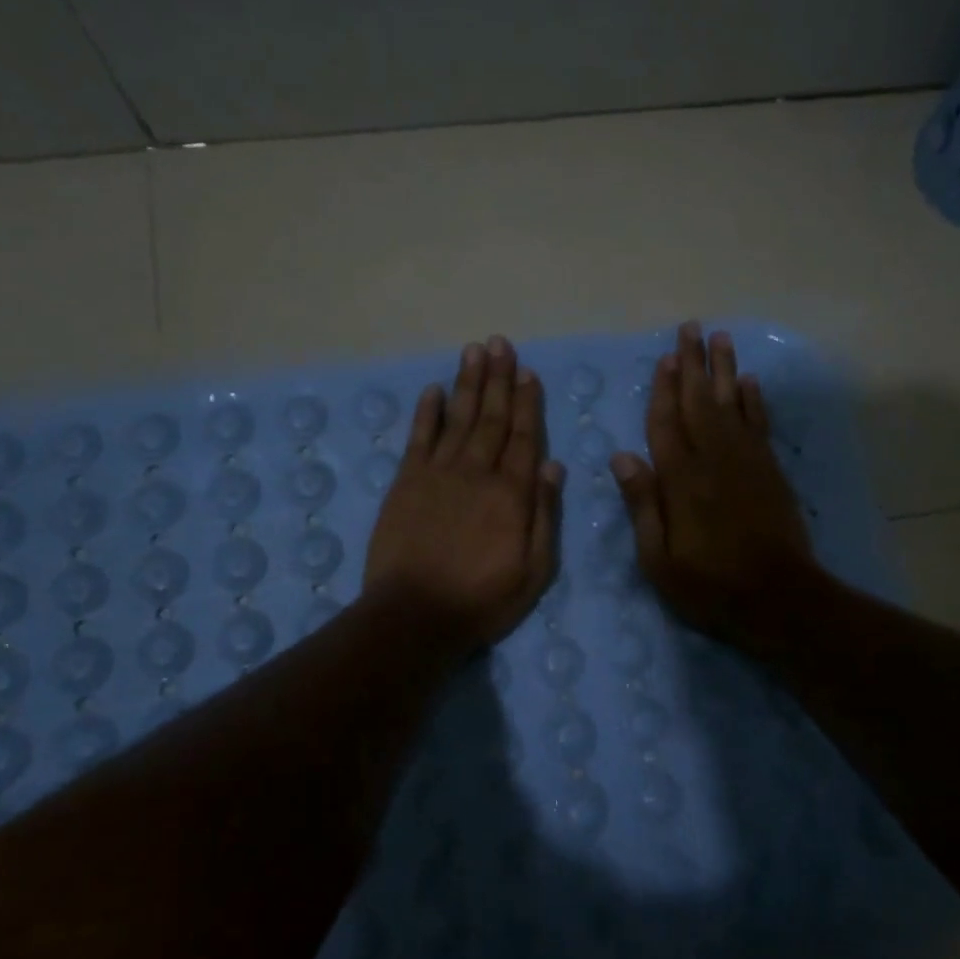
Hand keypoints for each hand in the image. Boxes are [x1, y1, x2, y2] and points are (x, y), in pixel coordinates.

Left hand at [365, 335, 563, 655]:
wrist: (415, 614)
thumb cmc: (482, 599)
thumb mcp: (534, 570)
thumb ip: (544, 515)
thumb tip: (553, 465)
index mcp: (511, 494)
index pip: (524, 438)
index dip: (528, 403)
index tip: (529, 372)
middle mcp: (476, 473)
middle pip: (491, 418)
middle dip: (499, 379)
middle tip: (501, 344)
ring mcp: (438, 474)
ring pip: (458, 418)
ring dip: (468, 383)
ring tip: (475, 351)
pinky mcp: (406, 482)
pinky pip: (418, 438)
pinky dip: (426, 412)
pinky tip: (433, 390)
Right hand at [611, 322, 816, 661]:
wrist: (778, 598)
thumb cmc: (710, 585)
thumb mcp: (659, 559)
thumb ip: (643, 504)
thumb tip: (621, 456)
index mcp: (681, 479)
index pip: (666, 423)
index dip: (663, 389)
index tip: (664, 358)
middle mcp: (714, 459)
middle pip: (700, 401)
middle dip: (693, 364)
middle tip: (691, 328)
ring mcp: (747, 462)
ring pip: (732, 404)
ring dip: (725, 370)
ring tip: (721, 337)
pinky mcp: (770, 471)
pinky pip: (760, 424)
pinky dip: (754, 401)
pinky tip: (749, 382)